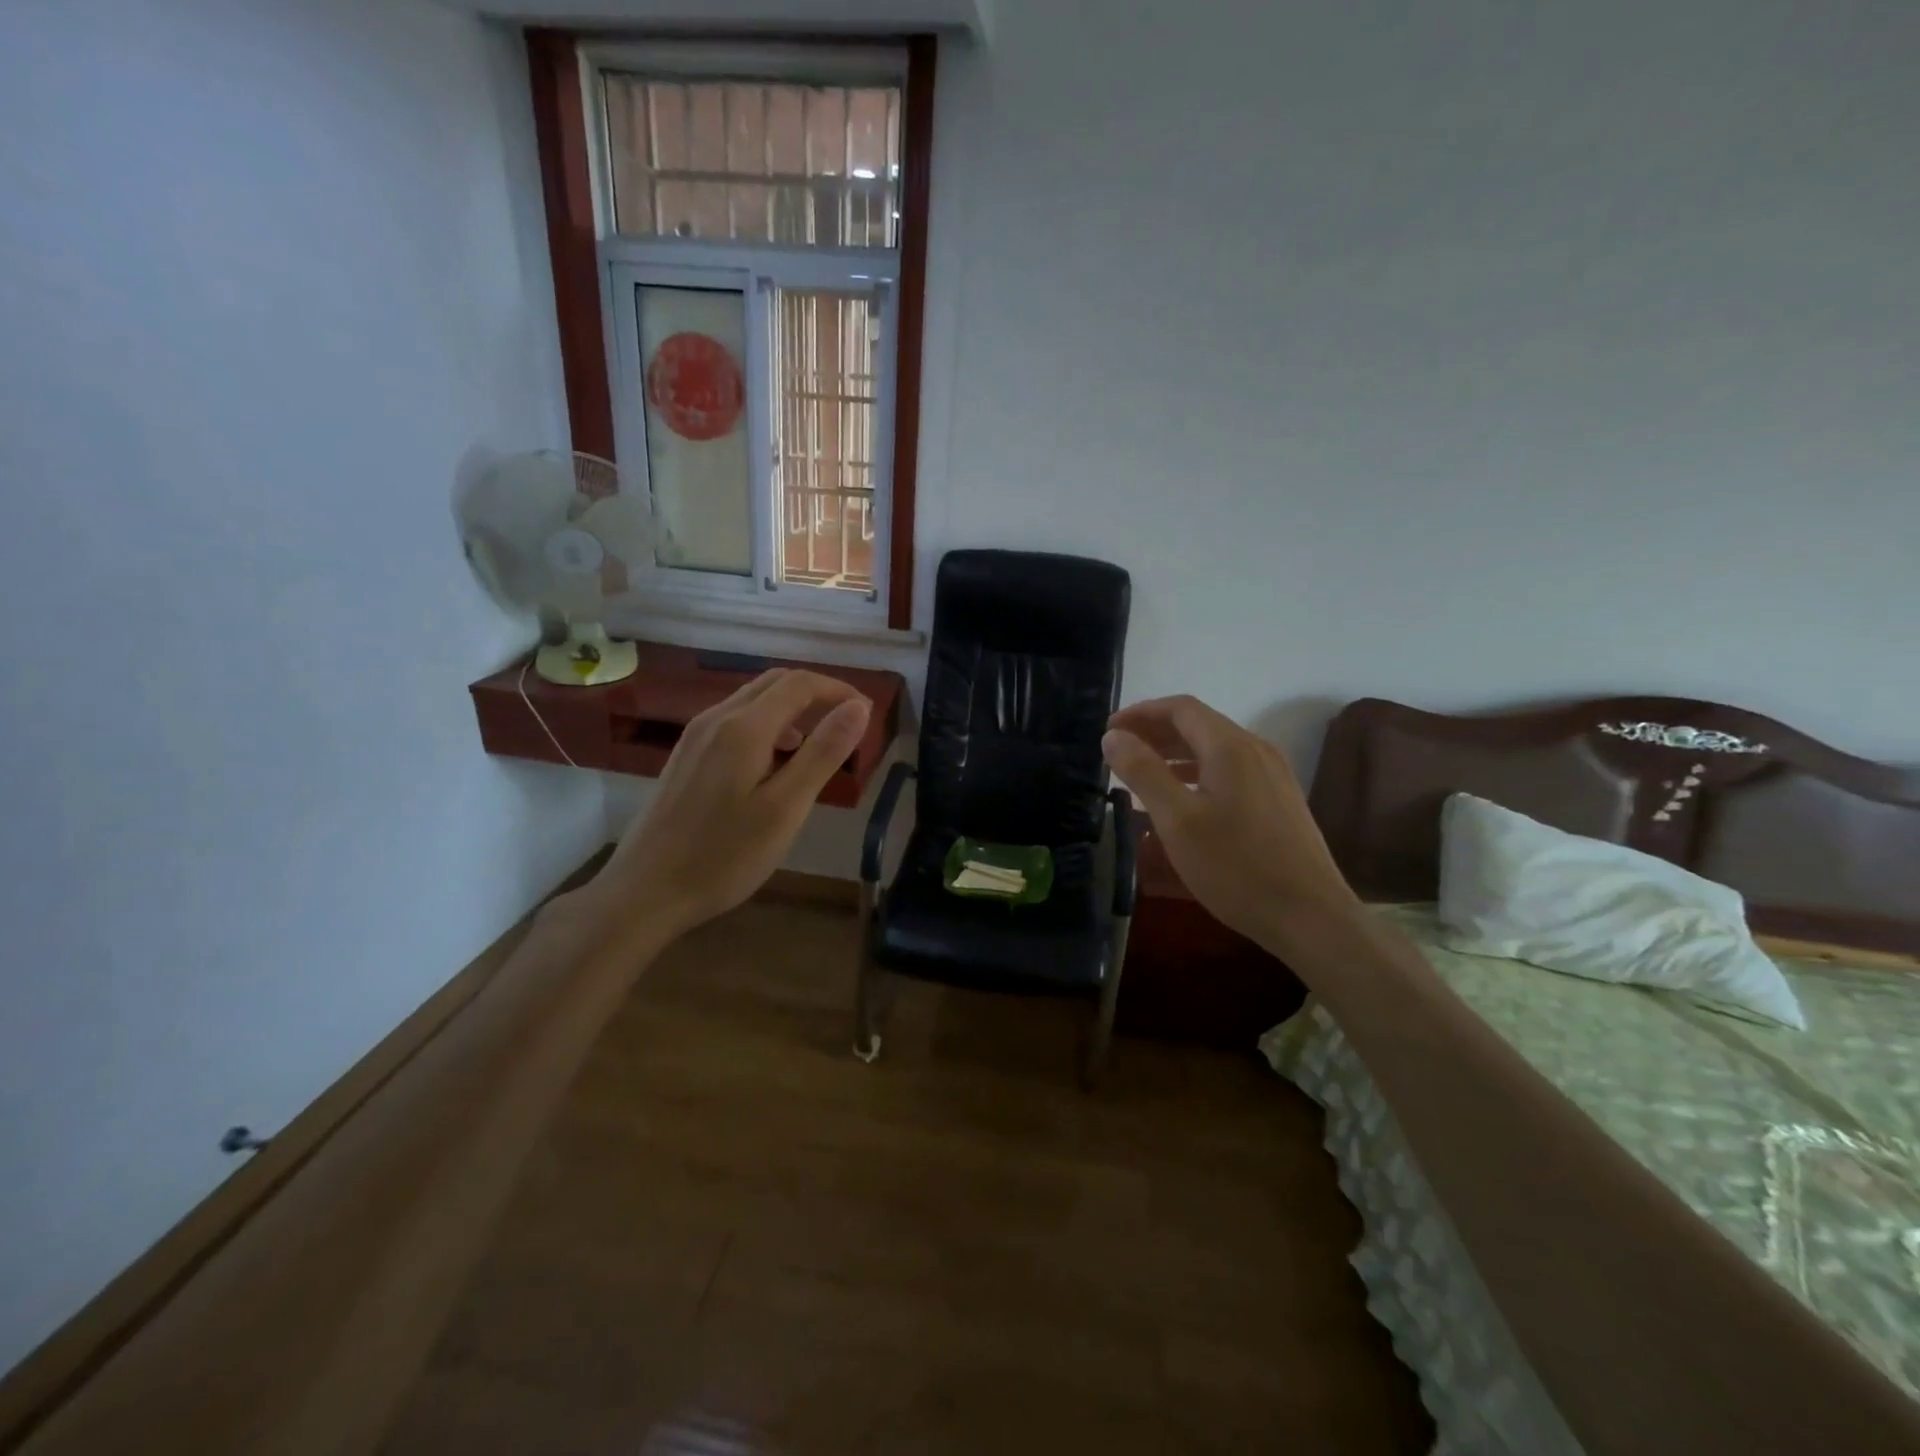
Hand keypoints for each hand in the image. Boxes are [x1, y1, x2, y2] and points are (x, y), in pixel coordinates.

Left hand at [581, 669, 871, 944]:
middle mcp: (716, 718)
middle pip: (775, 683)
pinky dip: (768, 726)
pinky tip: (775, 763)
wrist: (645, 891)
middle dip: (817, 694)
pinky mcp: (686, 755)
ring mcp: (696, 736)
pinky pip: (735, 721)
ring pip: (753, 701)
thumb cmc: (724, 856)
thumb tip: (858, 708)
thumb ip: (823, 753)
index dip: (839, 690)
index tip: (868, 714)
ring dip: (792, 709)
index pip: (800, 683)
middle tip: (849, 725)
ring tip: (818, 746)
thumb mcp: (786, 808)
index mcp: (744, 727)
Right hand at [1101, 695, 1358, 950]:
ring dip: (1175, 753)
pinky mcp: (1278, 800)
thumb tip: (1113, 736)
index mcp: (1231, 747)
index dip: (1141, 713)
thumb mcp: (1177, 820)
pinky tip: (1182, 799)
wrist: (1310, 916)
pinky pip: (1230, 770)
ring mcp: (1272, 775)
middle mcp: (1256, 750)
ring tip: (1142, 772)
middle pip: (1198, 724)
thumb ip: (1143, 772)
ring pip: (1215, 749)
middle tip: (1118, 751)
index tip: (1109, 730)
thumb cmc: (1236, 867)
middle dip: (1155, 731)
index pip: (1180, 708)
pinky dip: (1197, 772)